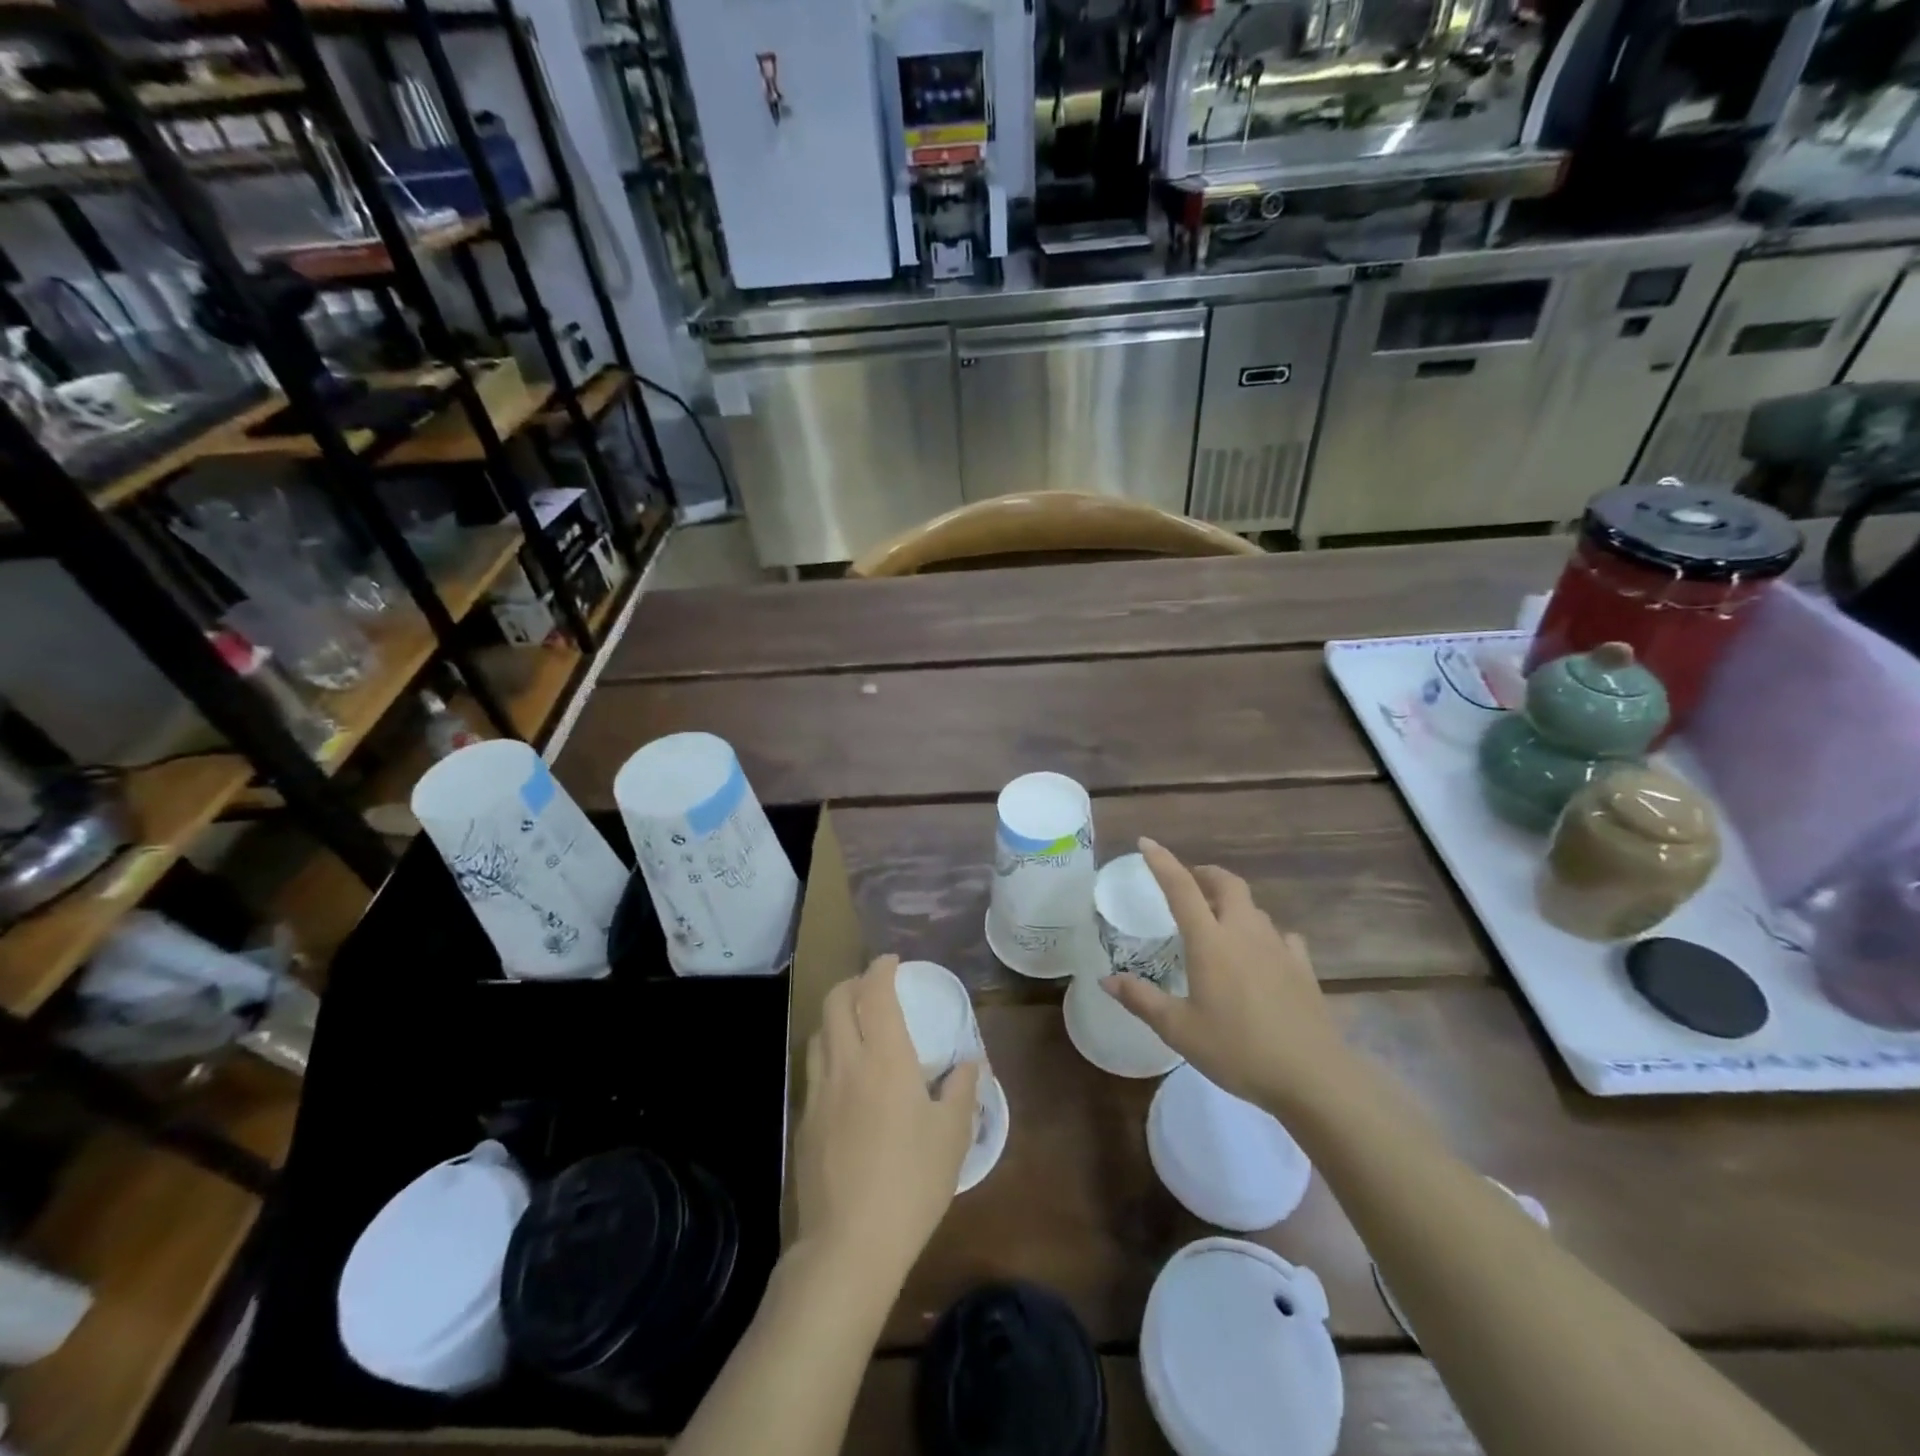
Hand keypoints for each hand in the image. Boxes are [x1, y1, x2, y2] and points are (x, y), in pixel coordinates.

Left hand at [793, 955, 981, 1295]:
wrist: (848, 1245)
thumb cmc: (910, 1183)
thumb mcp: (952, 1136)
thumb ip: (962, 1090)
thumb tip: (969, 1062)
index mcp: (883, 1058)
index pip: (874, 992)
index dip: (881, 969)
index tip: (892, 961)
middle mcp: (844, 1063)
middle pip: (835, 1001)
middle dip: (852, 983)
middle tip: (873, 988)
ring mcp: (818, 1092)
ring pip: (818, 1033)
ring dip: (835, 1017)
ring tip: (857, 1027)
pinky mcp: (803, 1122)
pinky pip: (813, 1069)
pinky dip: (828, 1054)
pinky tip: (846, 1080)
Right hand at [1106, 839, 1345, 1112]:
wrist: (1312, 1076)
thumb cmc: (1237, 1050)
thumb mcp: (1179, 1030)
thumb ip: (1142, 1000)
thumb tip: (1106, 980)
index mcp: (1210, 941)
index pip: (1181, 888)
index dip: (1162, 862)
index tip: (1146, 843)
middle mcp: (1244, 933)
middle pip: (1227, 884)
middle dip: (1206, 874)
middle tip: (1189, 882)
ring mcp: (1278, 948)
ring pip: (1254, 908)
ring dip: (1233, 904)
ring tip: (1219, 921)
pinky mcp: (1302, 967)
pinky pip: (1281, 936)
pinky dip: (1265, 934)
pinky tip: (1261, 953)